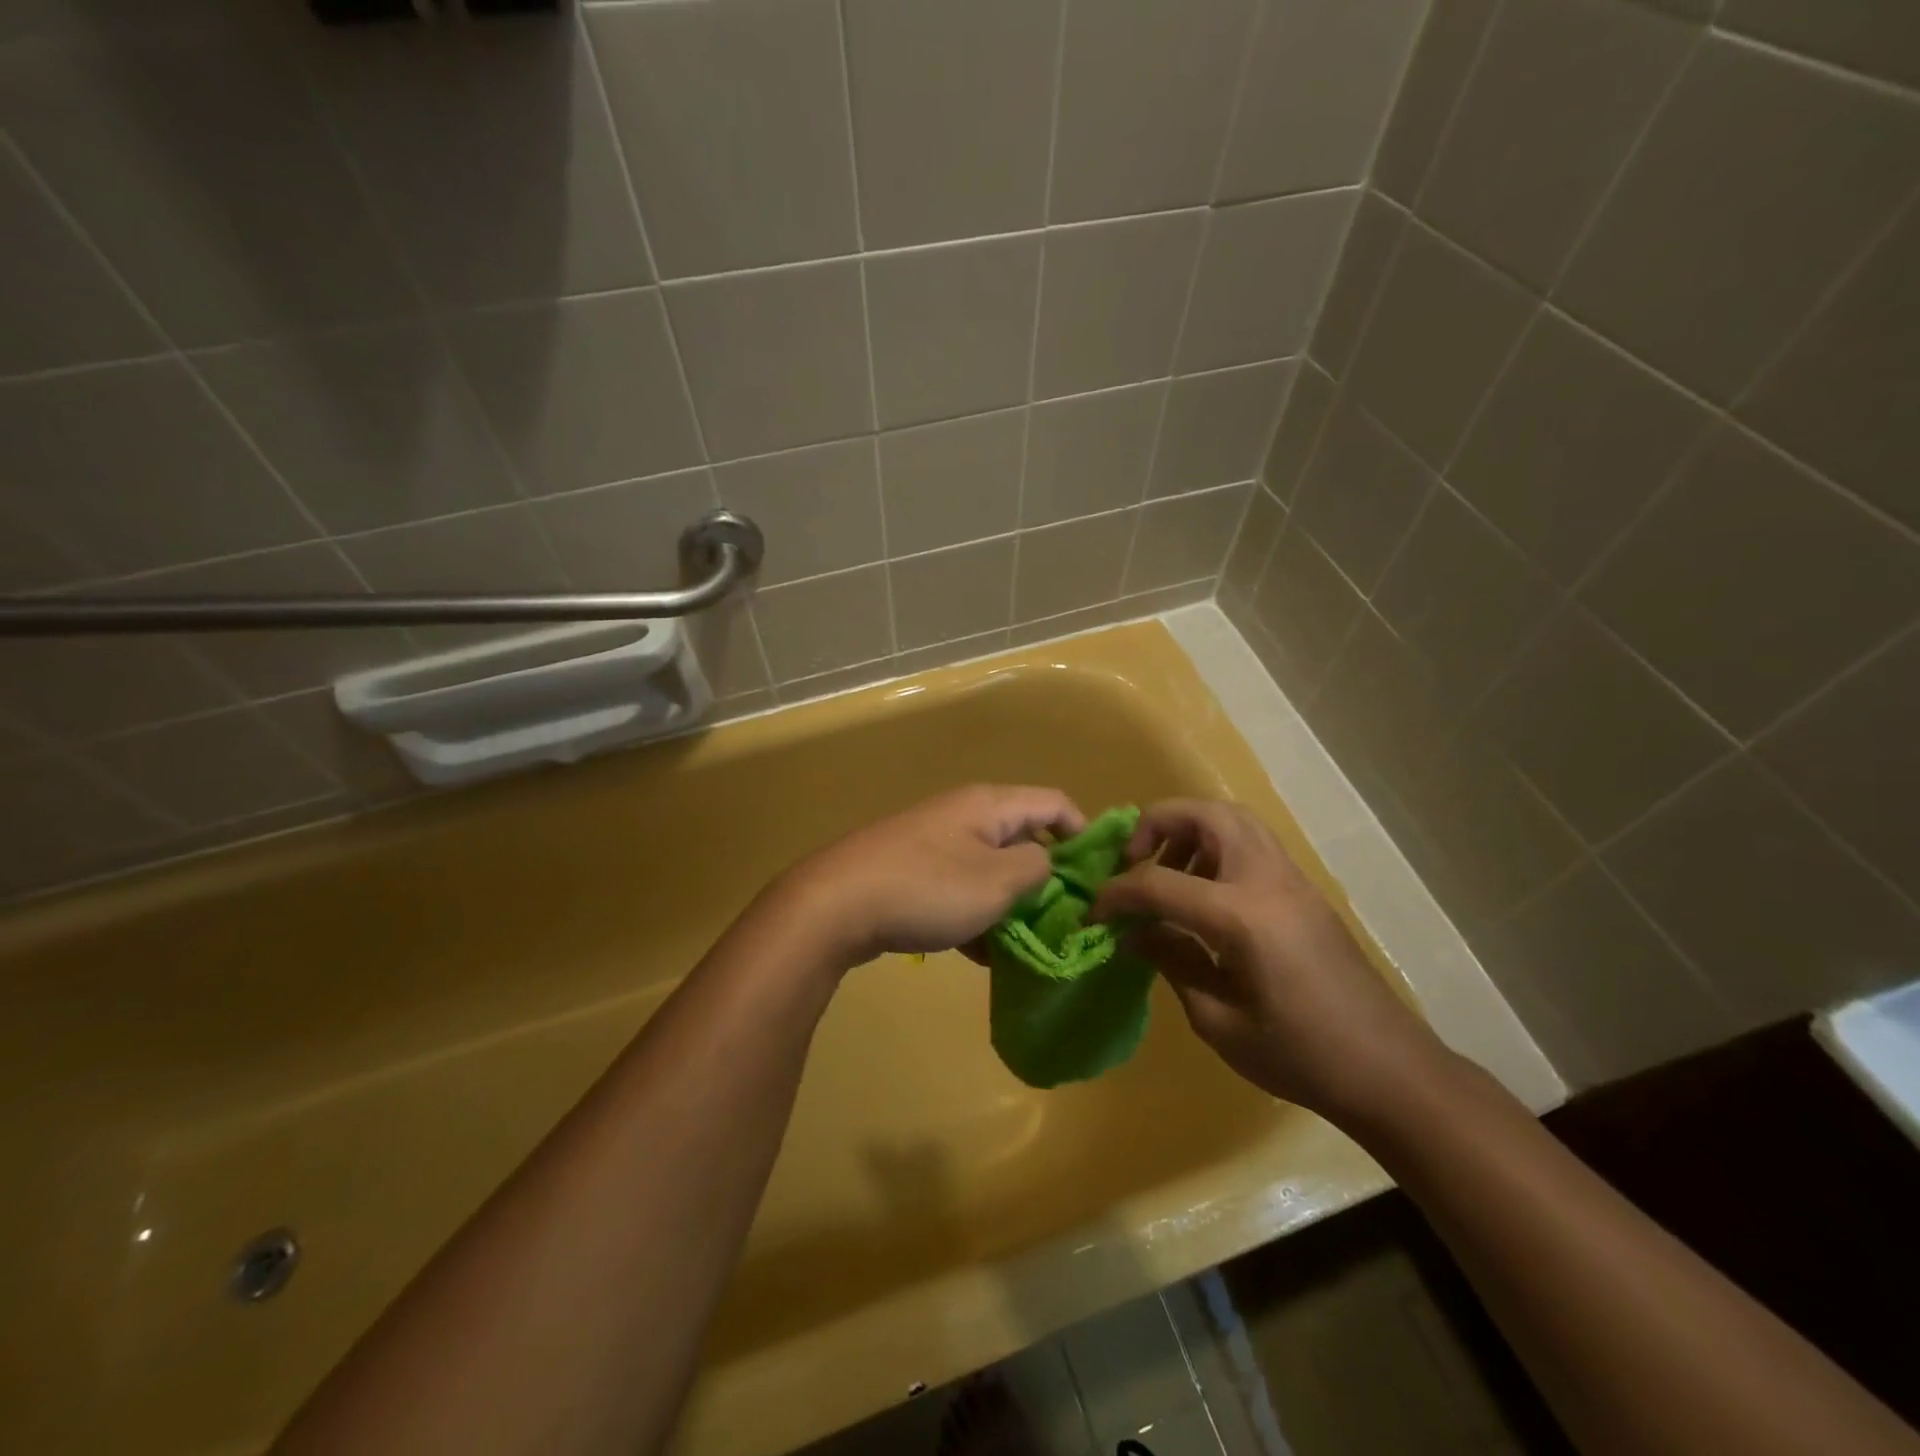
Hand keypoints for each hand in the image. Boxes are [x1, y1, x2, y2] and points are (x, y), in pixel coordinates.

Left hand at [774, 786, 1084, 967]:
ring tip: (1025, 945)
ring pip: (990, 869)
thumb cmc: (927, 888)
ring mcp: (935, 842)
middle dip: (1046, 877)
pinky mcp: (912, 871)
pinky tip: (980, 954)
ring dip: (1010, 904)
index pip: (1055, 803)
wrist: (835, 904)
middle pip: (1023, 837)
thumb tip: (1047, 864)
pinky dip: (976, 915)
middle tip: (1064, 919)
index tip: (1100, 877)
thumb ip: (1037, 868)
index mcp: (990, 805)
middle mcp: (964, 814)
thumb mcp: (997, 881)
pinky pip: (960, 888)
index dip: (1085, 834)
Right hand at [1090, 799, 1453, 1126]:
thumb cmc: (1300, 1056)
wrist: (1390, 1071)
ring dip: (1189, 831)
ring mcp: (1292, 880)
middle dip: (1156, 825)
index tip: (1092, 912)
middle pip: (1204, 815)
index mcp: (1242, 916)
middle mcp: (1267, 880)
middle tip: (1132, 862)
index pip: (1159, 883)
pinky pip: (1252, 843)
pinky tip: (1203, 895)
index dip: (1116, 894)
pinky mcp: (1304, 891)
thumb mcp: (1219, 1021)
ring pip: (1233, 819)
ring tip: (1166, 874)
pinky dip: (1216, 847)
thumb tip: (1133, 933)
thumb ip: (1171, 962)